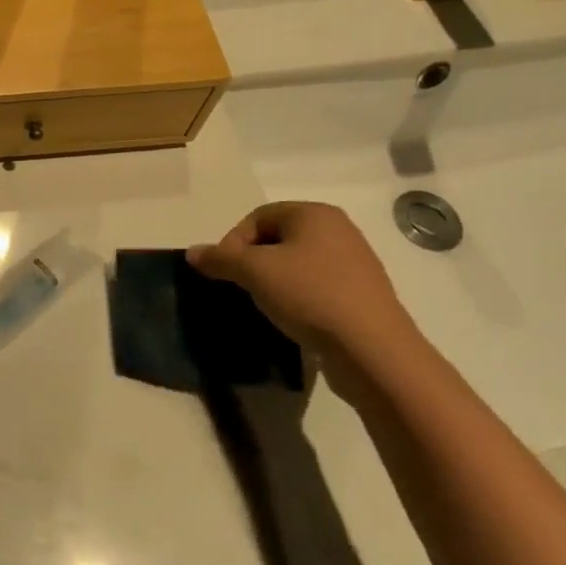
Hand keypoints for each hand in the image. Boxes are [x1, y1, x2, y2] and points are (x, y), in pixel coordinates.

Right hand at [188, 202, 423, 386]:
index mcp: (315, 214)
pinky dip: (298, 297)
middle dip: (252, 262)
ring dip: (274, 281)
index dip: (233, 242)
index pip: (257, 217)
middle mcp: (339, 230)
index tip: (224, 272)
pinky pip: (317, 286)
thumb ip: (219, 258)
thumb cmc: (310, 295)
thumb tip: (193, 253)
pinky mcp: (362, 295)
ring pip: (297, 264)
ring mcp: (355, 263)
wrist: (373, 350)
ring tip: (264, 305)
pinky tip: (292, 318)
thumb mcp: (253, 272)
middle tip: (241, 287)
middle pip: (278, 239)